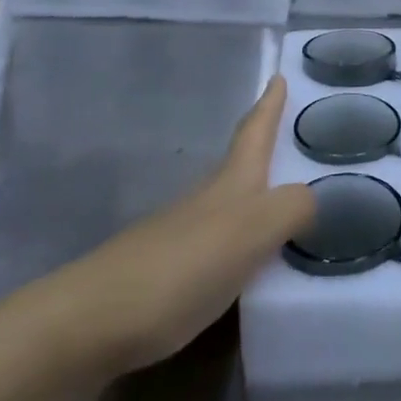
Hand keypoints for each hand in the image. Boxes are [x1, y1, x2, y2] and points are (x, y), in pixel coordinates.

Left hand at [31, 75, 313, 377]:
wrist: (89, 324)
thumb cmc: (179, 268)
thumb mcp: (250, 232)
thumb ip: (290, 209)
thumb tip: (311, 199)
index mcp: (229, 186)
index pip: (254, 133)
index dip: (269, 105)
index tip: (278, 76)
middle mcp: (205, 204)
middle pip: (241, 167)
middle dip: (266, 152)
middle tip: (296, 145)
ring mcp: (180, 240)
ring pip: (229, 209)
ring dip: (257, 202)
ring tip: (288, 211)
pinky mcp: (166, 279)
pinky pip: (219, 251)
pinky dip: (242, 248)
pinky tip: (250, 269)